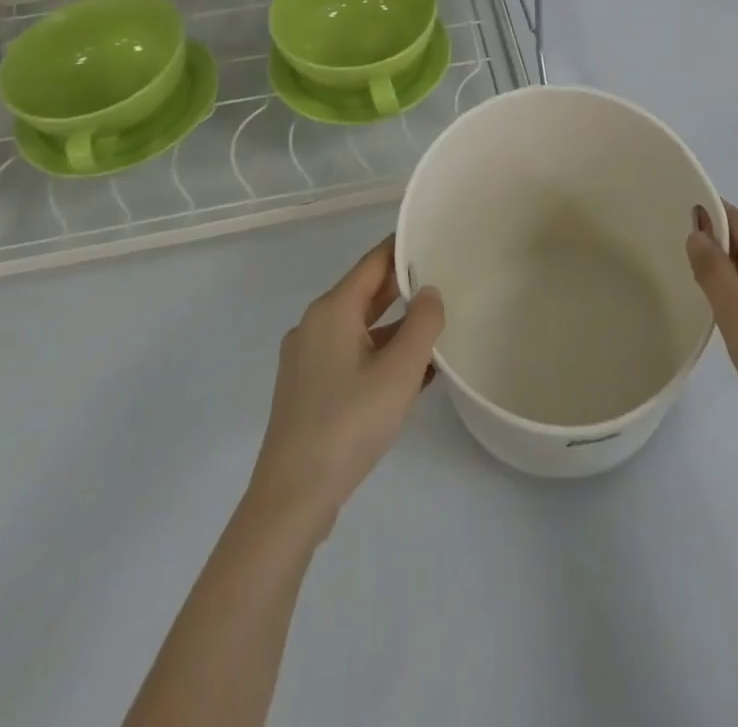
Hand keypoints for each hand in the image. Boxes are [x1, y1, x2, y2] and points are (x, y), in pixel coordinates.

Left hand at [249, 237, 444, 534]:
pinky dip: (380, 355)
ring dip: (396, 328)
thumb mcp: (400, 371)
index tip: (434, 239)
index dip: (403, 249)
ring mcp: (307, 359)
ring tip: (437, 329)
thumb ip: (423, 323)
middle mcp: (315, 325)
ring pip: (360, 328)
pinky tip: (412, 374)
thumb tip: (429, 291)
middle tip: (445, 280)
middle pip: (365, 294)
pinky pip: (351, 356)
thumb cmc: (350, 424)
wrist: (292, 498)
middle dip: (404, 289)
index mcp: (332, 310)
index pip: (373, 263)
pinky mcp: (308, 389)